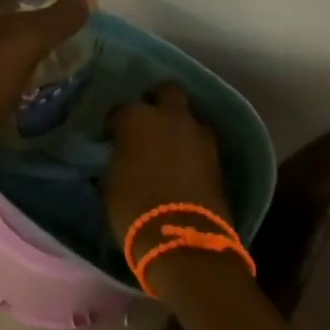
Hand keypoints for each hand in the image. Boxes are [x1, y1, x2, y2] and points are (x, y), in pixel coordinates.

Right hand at [103, 84, 230, 249]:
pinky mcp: (218, 157)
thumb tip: (121, 154)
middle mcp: (169, 117)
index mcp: (136, 119)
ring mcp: (198, 135)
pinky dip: (193, 148)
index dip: (115, 123)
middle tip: (148, 122)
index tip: (112, 136)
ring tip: (170, 144)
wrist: (183, 238)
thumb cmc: (134, 208)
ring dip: (180, 126)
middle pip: (166, 91)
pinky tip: (185, 163)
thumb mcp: (112, 181)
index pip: (120, 109)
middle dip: (157, 101)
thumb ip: (118, 157)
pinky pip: (202, 142)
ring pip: (189, 116)